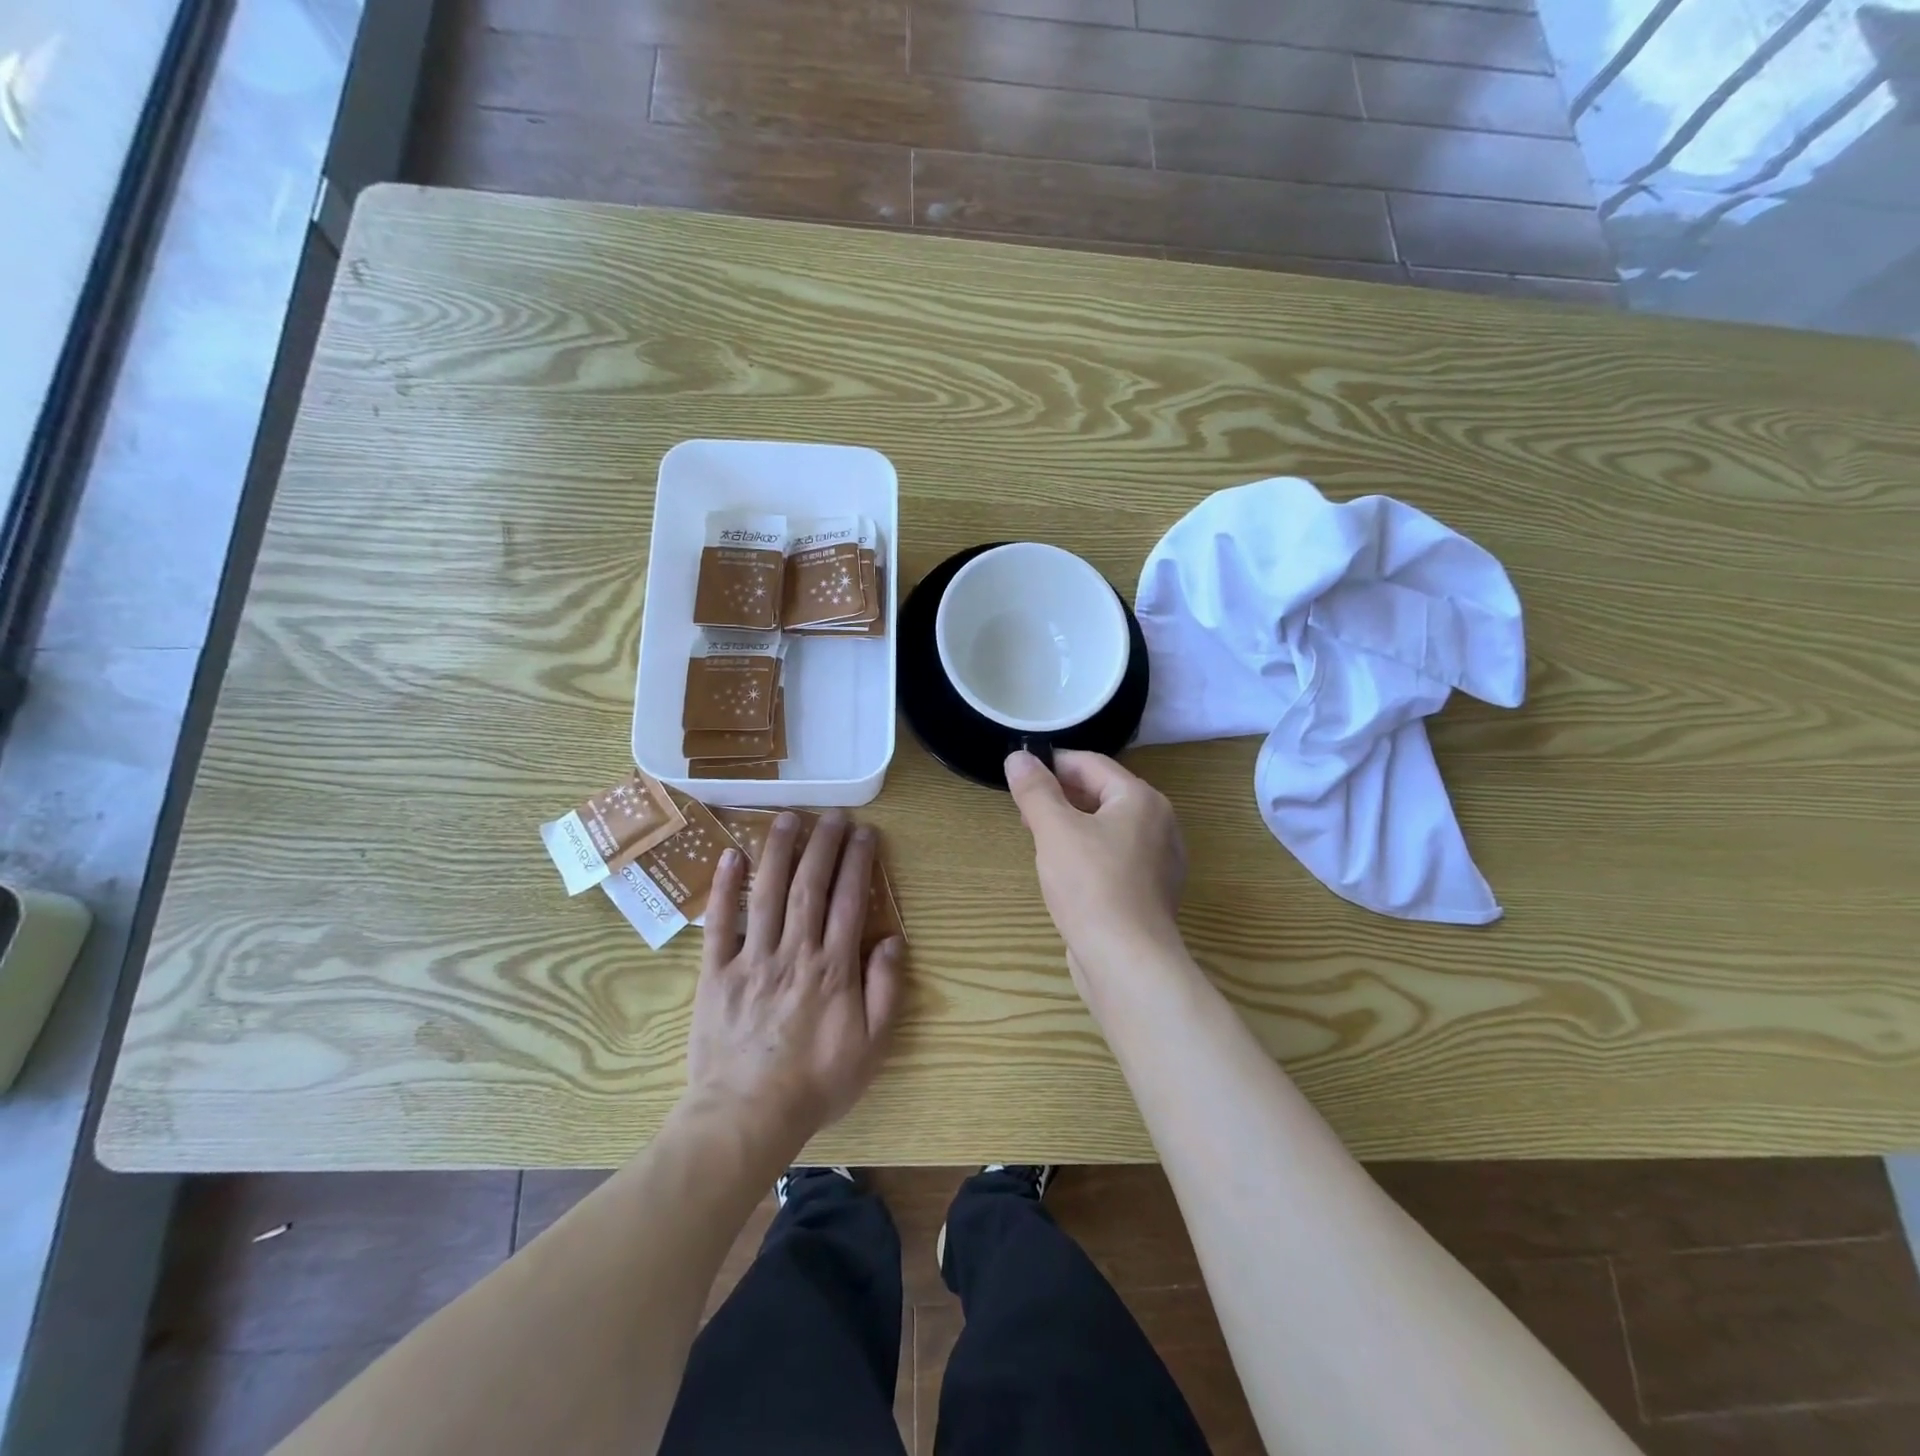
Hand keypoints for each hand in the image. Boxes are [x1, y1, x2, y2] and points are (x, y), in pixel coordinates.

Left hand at [686, 811, 904, 1149]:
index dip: (858, 862)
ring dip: (778, 851)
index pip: (849, 901)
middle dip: (823, 844)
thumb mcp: (872, 1047)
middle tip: (832, 814)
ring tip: (788, 817)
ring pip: (766, 893)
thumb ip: (885, 990)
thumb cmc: (816, 1083)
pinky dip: (723, 887)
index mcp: (832, 968)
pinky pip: (719, 923)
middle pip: (809, 886)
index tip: (865, 832)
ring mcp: (751, 959)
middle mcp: (793, 952)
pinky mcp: (716, 973)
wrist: (746, 1117)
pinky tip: (730, 855)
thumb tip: (893, 940)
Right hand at [1005, 750, 1187, 978]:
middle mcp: (1159, 823)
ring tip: (1039, 839)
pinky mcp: (1150, 892)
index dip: (1053, 764)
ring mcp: (1158, 860)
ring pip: (1108, 827)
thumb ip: (1035, 790)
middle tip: (1024, 810)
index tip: (1019, 774)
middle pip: (1103, 794)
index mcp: (1141, 799)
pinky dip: (1088, 853)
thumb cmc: (1091, 885)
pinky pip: (1115, 857)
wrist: (1127, 962)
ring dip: (1073, 825)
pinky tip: (1065, 872)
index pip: (1092, 764)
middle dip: (1061, 797)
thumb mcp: (1054, 830)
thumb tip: (1018, 757)